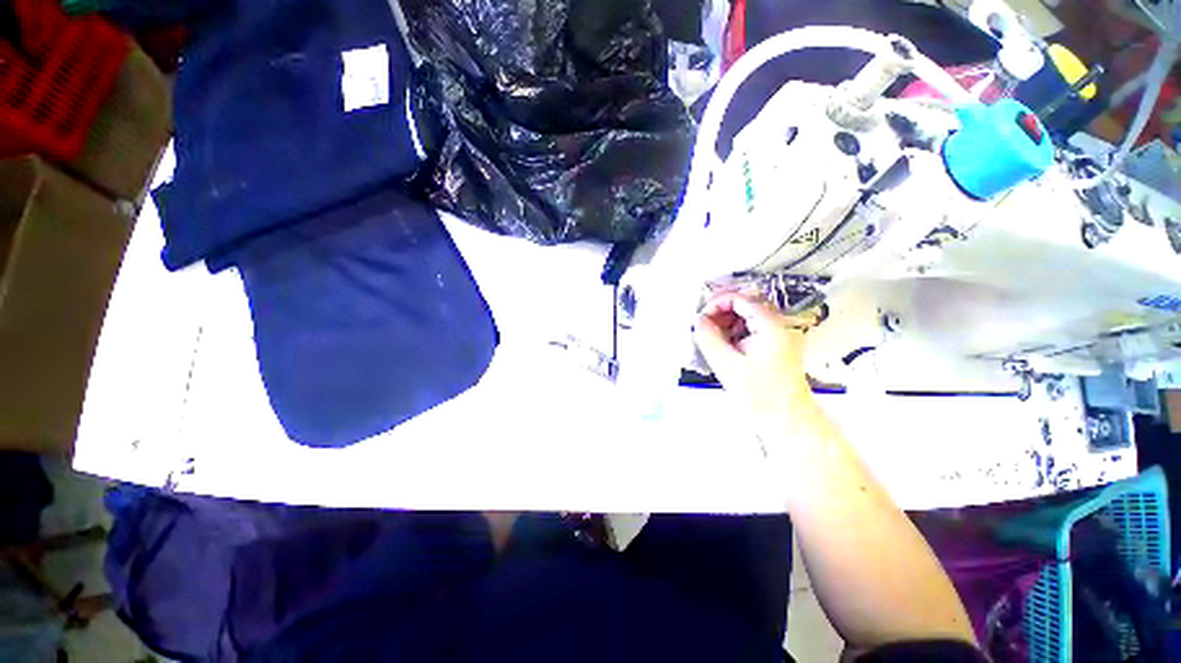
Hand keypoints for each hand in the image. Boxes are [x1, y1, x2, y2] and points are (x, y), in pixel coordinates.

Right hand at [693, 292, 817, 421]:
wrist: (785, 419)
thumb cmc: (762, 396)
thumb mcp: (727, 365)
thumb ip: (709, 338)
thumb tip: (698, 320)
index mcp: (771, 326)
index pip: (740, 299)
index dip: (716, 304)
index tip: (701, 317)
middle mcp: (778, 325)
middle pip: (745, 303)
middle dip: (720, 312)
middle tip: (704, 326)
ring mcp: (777, 335)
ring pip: (746, 316)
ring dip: (726, 322)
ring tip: (712, 338)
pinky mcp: (774, 345)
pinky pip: (750, 329)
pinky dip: (734, 333)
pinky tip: (725, 346)